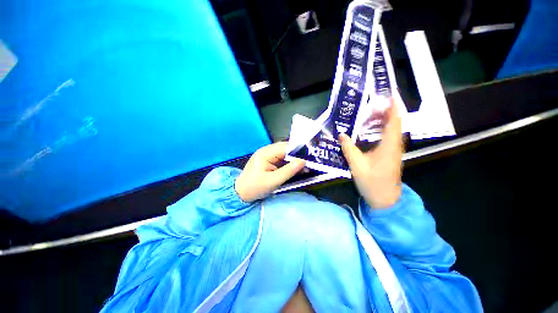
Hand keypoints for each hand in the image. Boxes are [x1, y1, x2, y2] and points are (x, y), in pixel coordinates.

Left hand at [235, 142, 305, 201]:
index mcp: (265, 153)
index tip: (310, 156)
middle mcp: (266, 151)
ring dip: (294, 159)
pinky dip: (289, 163)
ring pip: (285, 154)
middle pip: (285, 149)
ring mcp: (267, 155)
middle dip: (298, 154)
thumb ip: (289, 171)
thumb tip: (303, 161)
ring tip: (306, 165)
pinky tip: (297, 168)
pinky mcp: (268, 161)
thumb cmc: (255, 187)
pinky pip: (281, 159)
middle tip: (310, 160)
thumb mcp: (273, 181)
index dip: (298, 151)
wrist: (240, 193)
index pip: (285, 147)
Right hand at [339, 99, 402, 208]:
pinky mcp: (390, 154)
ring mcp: (393, 150)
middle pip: (393, 123)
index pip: (394, 121)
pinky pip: (387, 137)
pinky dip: (380, 129)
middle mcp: (394, 145)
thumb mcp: (357, 165)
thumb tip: (341, 134)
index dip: (393, 107)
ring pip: (391, 130)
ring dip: (382, 120)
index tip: (388, 95)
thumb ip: (348, 148)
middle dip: (385, 111)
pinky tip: (369, 130)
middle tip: (371, 104)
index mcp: (389, 146)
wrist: (385, 199)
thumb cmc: (372, 182)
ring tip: (369, 113)